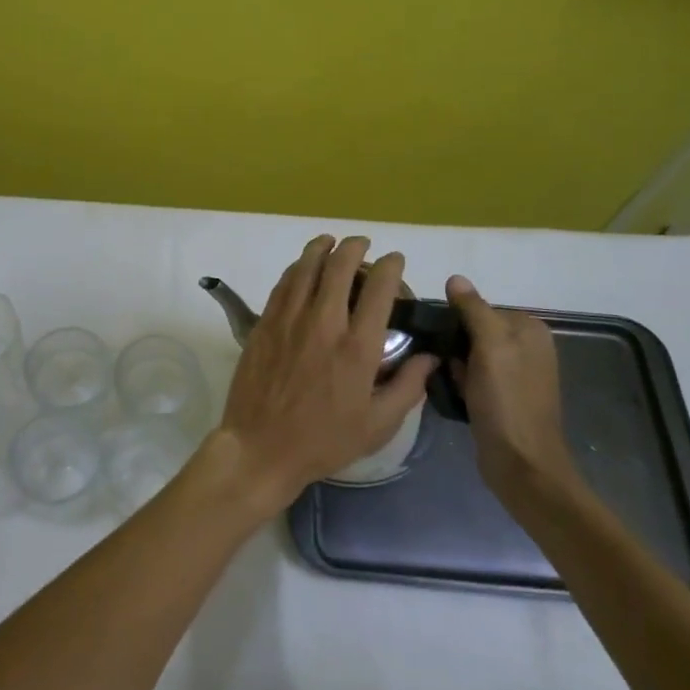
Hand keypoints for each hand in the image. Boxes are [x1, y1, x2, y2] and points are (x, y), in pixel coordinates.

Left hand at [210, 236, 438, 515]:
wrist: (261, 447)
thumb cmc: (324, 441)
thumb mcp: (378, 425)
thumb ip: (408, 386)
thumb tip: (429, 357)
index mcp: (358, 347)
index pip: (379, 289)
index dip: (390, 266)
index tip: (394, 260)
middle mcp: (324, 323)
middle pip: (340, 267)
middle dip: (355, 248)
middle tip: (362, 244)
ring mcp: (289, 320)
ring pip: (306, 268)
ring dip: (322, 248)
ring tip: (330, 241)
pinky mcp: (264, 324)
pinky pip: (283, 284)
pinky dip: (296, 268)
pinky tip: (302, 266)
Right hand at [444, 275, 579, 504]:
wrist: (521, 464)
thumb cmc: (506, 400)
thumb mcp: (490, 347)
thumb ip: (474, 310)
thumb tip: (455, 278)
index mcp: (530, 331)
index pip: (481, 308)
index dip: (457, 321)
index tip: (440, 337)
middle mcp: (528, 348)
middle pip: (476, 331)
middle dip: (455, 345)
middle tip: (443, 362)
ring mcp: (518, 375)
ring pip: (472, 355)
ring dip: (456, 365)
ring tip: (445, 378)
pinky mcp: (505, 398)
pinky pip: (475, 377)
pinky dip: (462, 382)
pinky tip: (454, 394)